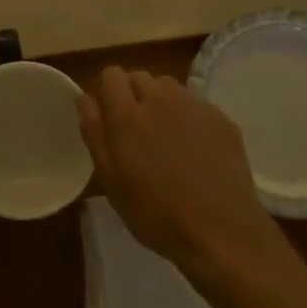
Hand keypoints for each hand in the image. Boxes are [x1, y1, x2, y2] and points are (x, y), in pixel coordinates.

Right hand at [77, 67, 290, 279]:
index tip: (110, 118)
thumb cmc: (156, 214)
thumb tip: (85, 97)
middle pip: (139, 76)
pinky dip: (188, 115)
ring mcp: (195, 106)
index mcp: (128, 115)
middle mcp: (161, 100)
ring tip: (166, 136)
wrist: (222, 233)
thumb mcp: (112, 182)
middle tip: (137, 132)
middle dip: (133, 95)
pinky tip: (194, 147)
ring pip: (168, 85)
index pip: (111, 75)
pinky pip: (195, 102)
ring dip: (161, 101)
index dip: (108, 93)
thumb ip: (94, 133)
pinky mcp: (221, 117)